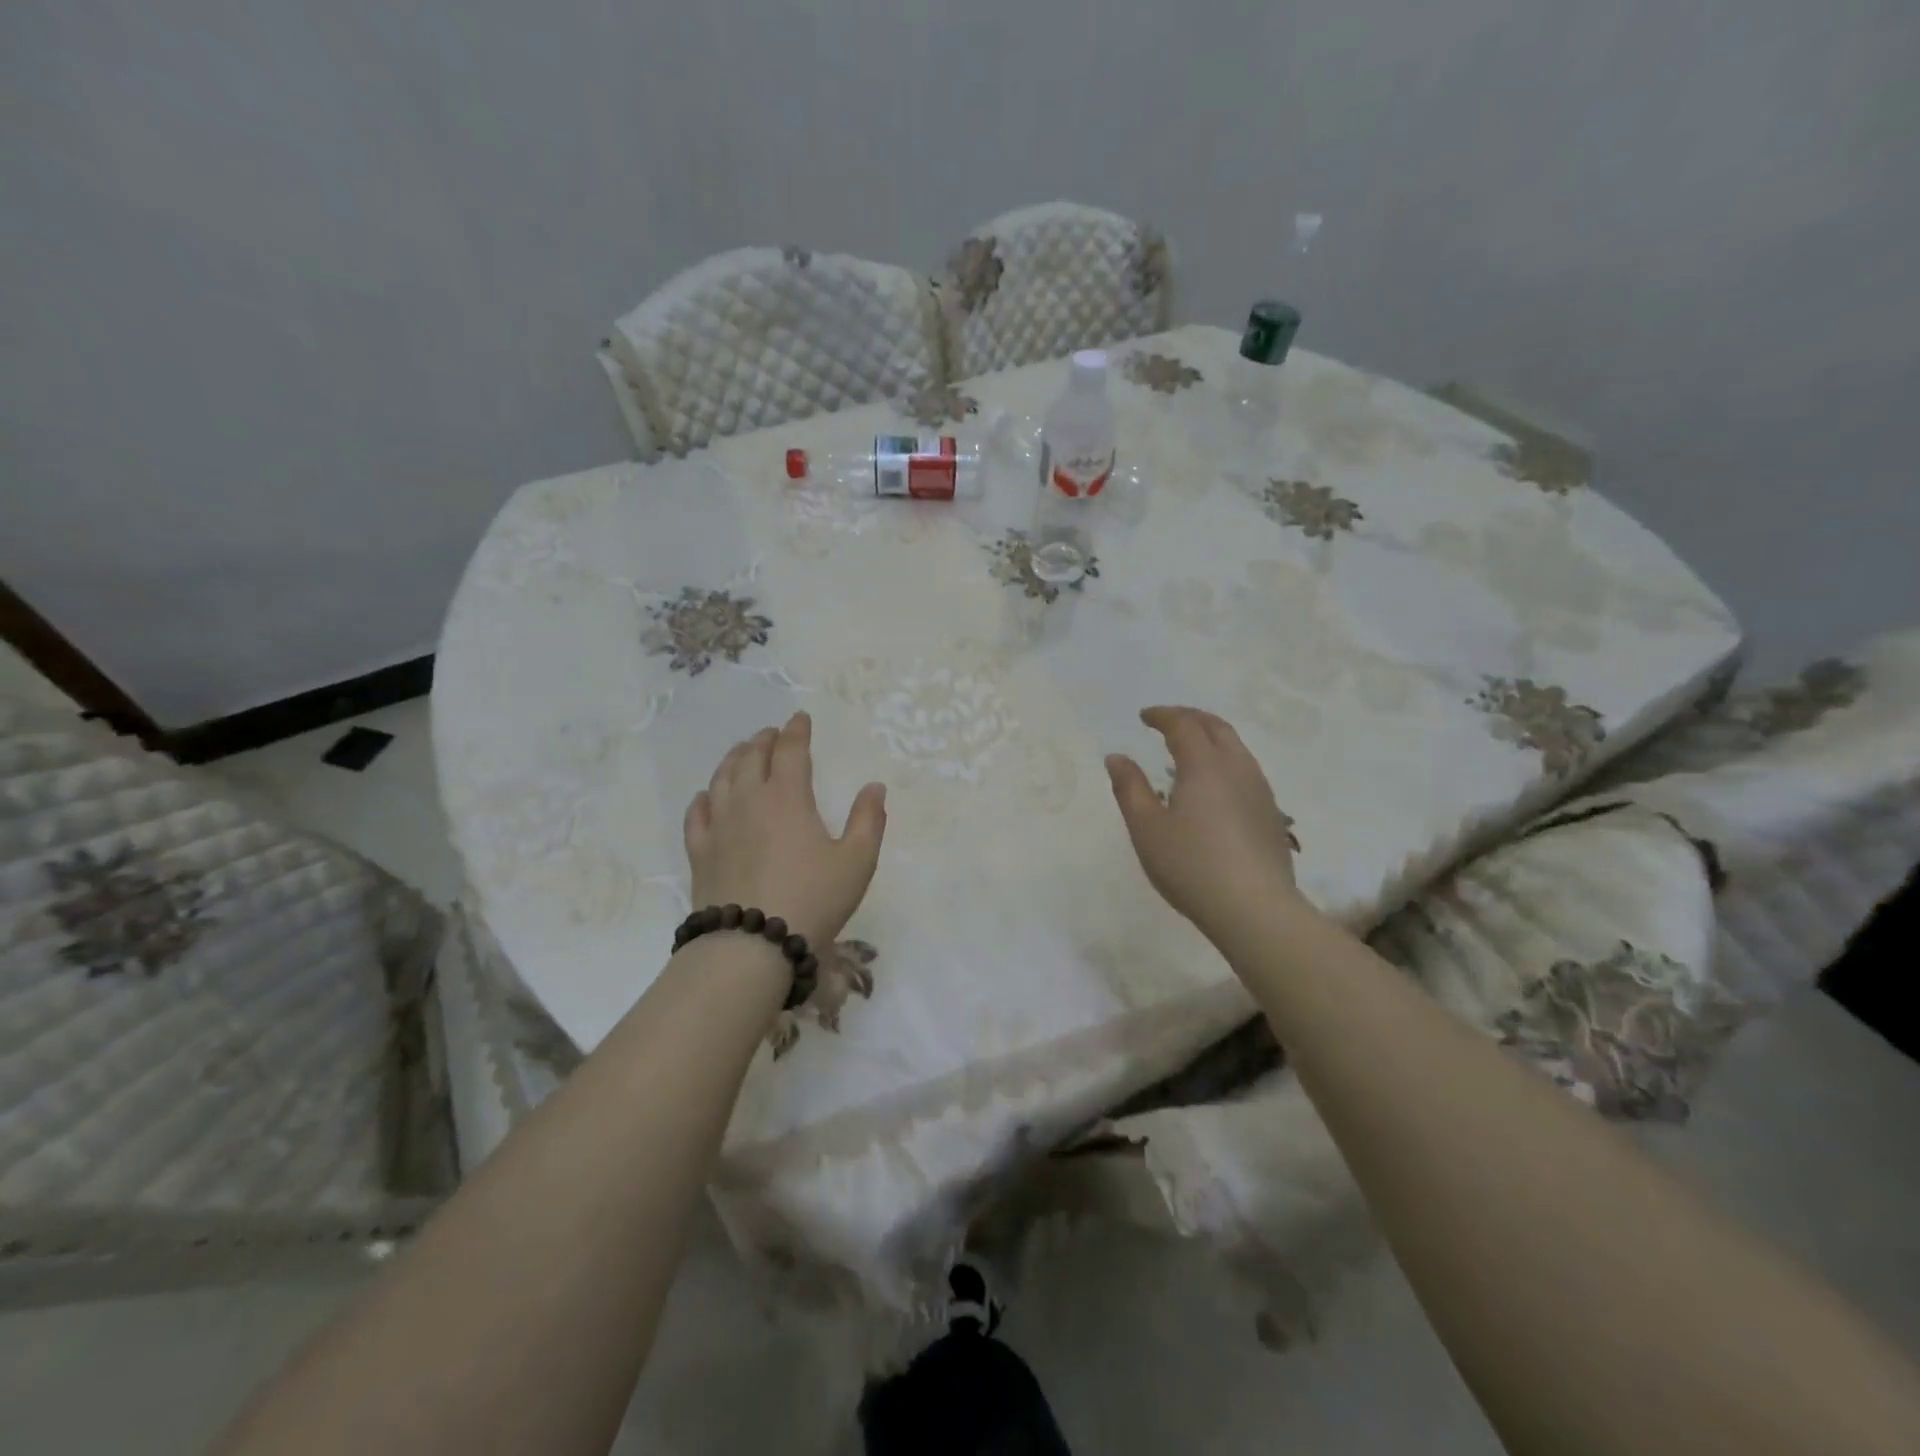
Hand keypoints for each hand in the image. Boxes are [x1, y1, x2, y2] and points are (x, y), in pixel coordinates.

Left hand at [684, 712, 886, 949]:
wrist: (751, 945)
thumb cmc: (813, 899)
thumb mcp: (857, 861)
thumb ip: (868, 820)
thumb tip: (874, 787)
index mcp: (787, 797)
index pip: (790, 750)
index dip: (796, 731)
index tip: (800, 719)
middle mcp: (749, 800)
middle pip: (751, 757)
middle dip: (764, 740)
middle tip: (772, 734)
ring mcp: (719, 824)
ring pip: (722, 777)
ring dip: (734, 759)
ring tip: (743, 752)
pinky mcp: (700, 851)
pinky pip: (698, 812)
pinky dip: (705, 796)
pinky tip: (708, 796)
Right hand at [1106, 706, 1304, 941]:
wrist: (1255, 908)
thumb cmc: (1191, 865)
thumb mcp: (1146, 828)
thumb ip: (1129, 788)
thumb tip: (1116, 757)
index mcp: (1205, 765)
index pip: (1184, 725)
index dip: (1163, 716)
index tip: (1144, 717)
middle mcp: (1237, 768)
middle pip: (1217, 728)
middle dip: (1190, 718)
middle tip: (1167, 722)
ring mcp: (1260, 791)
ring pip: (1236, 748)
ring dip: (1211, 738)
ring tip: (1188, 751)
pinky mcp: (1271, 814)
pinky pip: (1245, 770)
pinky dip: (1224, 761)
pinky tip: (1213, 787)